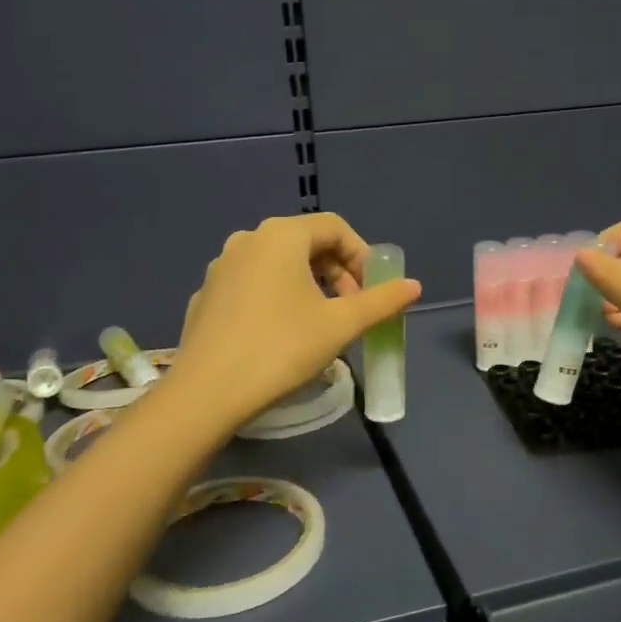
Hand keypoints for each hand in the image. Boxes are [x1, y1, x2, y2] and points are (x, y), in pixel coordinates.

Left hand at [167, 213, 421, 427]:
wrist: (207, 393)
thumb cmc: (281, 349)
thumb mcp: (341, 325)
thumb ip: (381, 301)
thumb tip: (414, 286)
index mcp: (281, 235)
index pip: (335, 228)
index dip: (362, 256)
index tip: (372, 292)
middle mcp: (248, 240)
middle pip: (306, 243)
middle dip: (337, 273)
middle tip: (351, 311)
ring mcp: (221, 267)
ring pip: (278, 265)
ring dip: (309, 287)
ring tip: (320, 325)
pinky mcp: (207, 296)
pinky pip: (253, 285)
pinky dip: (277, 299)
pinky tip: (280, 337)